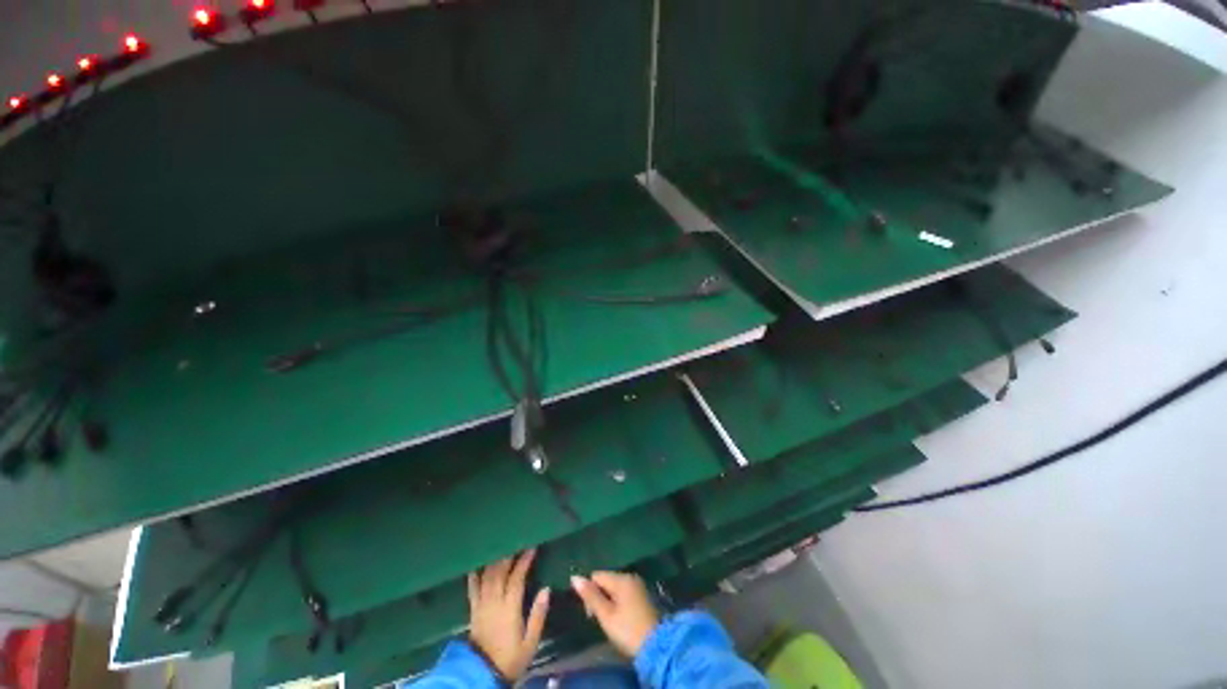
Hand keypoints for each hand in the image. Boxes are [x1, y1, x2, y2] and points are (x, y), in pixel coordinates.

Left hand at [468, 549, 550, 681]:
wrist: (482, 675)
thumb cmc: (511, 658)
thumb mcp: (530, 642)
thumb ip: (538, 615)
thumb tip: (546, 589)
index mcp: (509, 608)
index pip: (516, 578)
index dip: (524, 561)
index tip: (532, 547)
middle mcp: (493, 602)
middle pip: (500, 572)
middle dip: (509, 554)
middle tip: (518, 540)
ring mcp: (481, 605)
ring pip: (487, 576)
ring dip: (495, 560)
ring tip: (502, 546)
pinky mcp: (473, 610)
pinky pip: (473, 588)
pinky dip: (475, 574)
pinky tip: (478, 563)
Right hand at [570, 571, 659, 657]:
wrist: (657, 645)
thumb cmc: (628, 630)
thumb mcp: (606, 615)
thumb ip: (591, 596)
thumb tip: (575, 577)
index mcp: (621, 578)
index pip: (596, 576)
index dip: (589, 592)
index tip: (590, 613)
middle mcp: (630, 577)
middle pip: (606, 580)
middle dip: (599, 596)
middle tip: (600, 619)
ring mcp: (638, 586)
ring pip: (615, 588)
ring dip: (609, 601)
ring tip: (610, 621)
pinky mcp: (643, 596)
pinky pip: (624, 594)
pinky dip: (619, 603)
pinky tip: (621, 619)